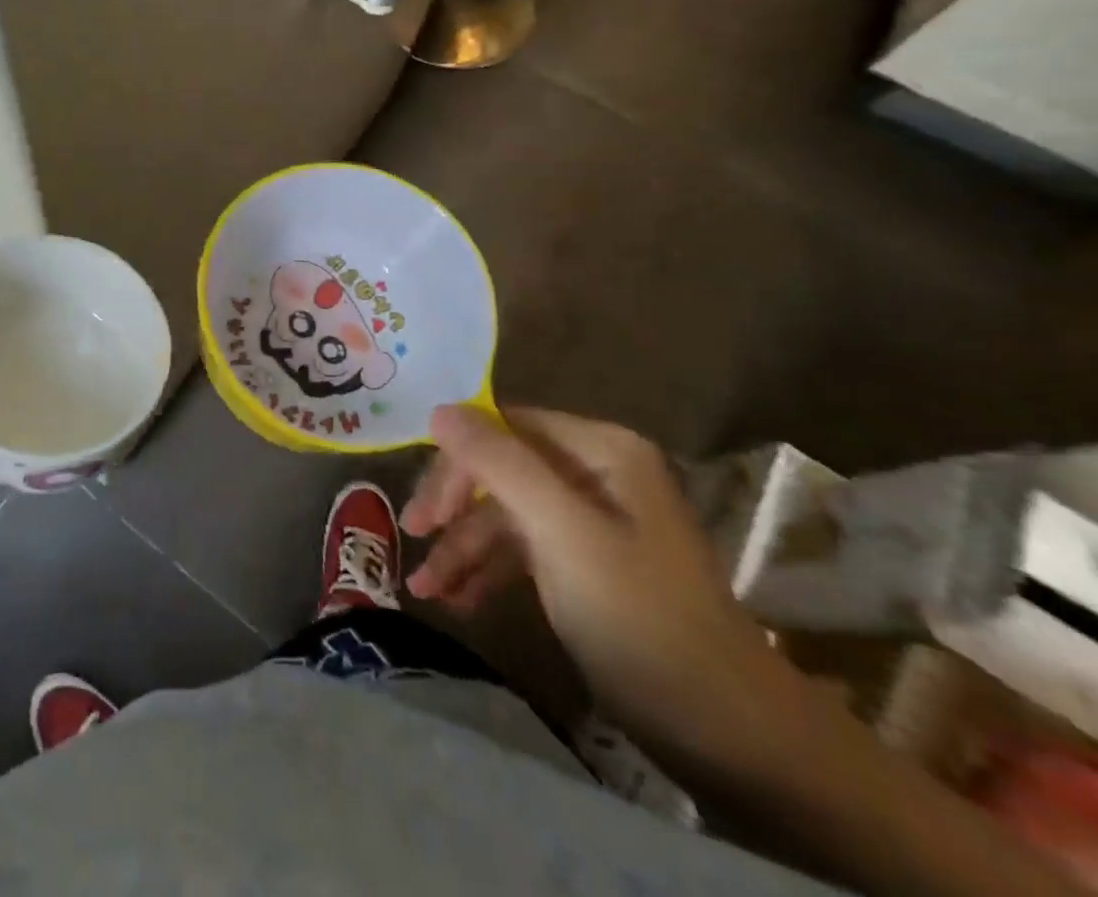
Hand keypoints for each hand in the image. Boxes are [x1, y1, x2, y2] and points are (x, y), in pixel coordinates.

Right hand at [402, 403, 793, 760]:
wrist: (729, 733)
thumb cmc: (639, 617)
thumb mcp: (561, 532)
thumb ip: (498, 463)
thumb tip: (438, 409)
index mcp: (600, 449)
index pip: (503, 427)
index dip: (456, 460)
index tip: (424, 507)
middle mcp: (593, 472)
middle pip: (498, 470)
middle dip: (454, 507)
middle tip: (412, 537)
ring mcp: (589, 520)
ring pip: (504, 514)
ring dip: (462, 547)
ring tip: (424, 590)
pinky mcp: (584, 563)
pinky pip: (520, 549)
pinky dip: (487, 570)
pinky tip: (457, 599)